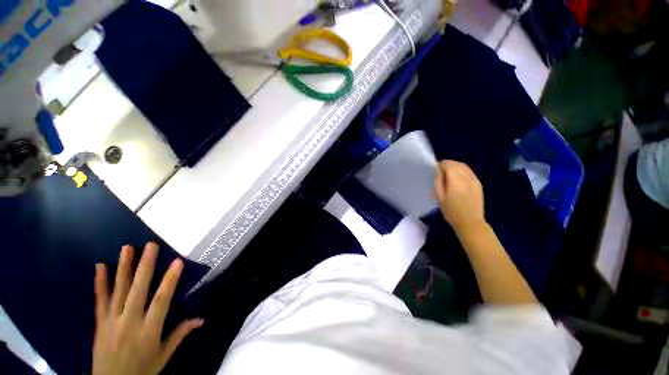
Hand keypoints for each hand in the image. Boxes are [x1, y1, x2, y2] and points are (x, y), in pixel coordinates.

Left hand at [93, 243, 202, 374]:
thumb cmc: (143, 370)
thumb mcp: (164, 355)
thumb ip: (180, 334)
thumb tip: (201, 318)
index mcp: (149, 330)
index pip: (162, 300)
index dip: (170, 280)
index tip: (177, 262)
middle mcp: (130, 321)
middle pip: (138, 290)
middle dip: (145, 266)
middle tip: (150, 245)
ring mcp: (112, 321)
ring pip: (119, 290)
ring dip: (123, 267)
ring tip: (127, 248)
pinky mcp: (99, 323)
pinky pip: (100, 300)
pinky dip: (100, 283)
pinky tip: (100, 267)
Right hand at [434, 160, 484, 233]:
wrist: (470, 222)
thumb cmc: (451, 211)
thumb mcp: (439, 197)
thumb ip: (438, 181)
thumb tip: (437, 169)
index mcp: (456, 182)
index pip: (449, 165)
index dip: (441, 164)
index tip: (435, 168)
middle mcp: (467, 178)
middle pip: (457, 164)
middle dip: (447, 164)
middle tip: (439, 170)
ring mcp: (475, 180)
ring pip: (464, 166)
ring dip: (455, 166)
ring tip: (447, 173)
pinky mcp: (478, 183)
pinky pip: (469, 171)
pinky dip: (461, 170)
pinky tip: (456, 177)